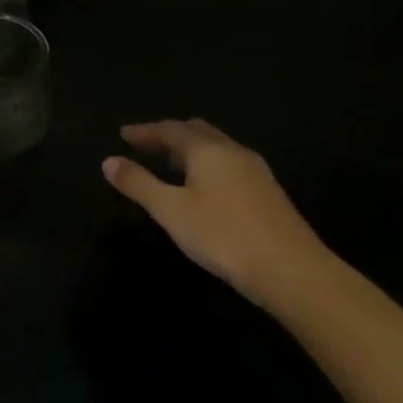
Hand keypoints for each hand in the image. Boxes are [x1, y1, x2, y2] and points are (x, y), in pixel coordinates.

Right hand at [103, 120, 332, 306]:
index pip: (170, 130)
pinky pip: (229, 164)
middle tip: (145, 145)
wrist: (293, 272)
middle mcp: (233, 152)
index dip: (145, 131)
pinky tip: (202, 186)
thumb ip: (138, 184)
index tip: (123, 134)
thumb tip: (109, 161)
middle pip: (197, 132)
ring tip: (169, 164)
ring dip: (190, 150)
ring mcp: (256, 172)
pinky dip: (207, 164)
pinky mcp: (268, 193)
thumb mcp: (171, 210)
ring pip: (216, 148)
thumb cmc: (223, 235)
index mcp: (208, 150)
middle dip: (169, 135)